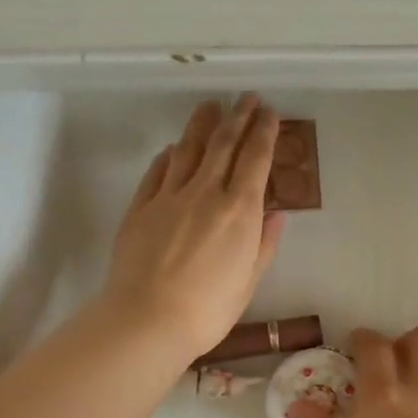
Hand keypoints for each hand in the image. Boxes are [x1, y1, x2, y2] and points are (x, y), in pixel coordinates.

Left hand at [102, 95, 285, 360]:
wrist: (148, 319)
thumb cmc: (208, 309)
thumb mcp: (249, 280)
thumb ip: (264, 243)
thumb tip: (276, 212)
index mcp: (239, 210)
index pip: (255, 159)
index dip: (264, 132)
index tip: (270, 112)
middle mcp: (205, 193)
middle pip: (223, 144)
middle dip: (238, 116)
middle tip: (246, 97)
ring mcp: (169, 197)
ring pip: (188, 149)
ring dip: (202, 124)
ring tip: (210, 106)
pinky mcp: (140, 207)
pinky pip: (157, 171)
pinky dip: (169, 155)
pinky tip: (173, 148)